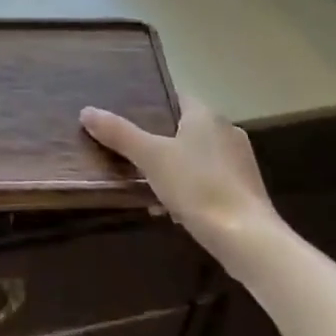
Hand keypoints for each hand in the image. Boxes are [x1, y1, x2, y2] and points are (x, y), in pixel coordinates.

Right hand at [80, 98, 274, 251]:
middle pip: (185, 128)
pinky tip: (175, 212)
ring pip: (197, 157)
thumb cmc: (198, 187)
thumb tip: (86, 110)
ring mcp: (240, 161)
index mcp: (205, 115)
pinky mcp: (246, 190)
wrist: (248, 239)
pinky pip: (210, 181)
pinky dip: (192, 190)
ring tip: (150, 189)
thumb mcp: (150, 157)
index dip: (153, 104)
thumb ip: (119, 133)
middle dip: (160, 142)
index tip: (130, 117)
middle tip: (133, 156)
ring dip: (175, 169)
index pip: (176, 97)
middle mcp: (226, 130)